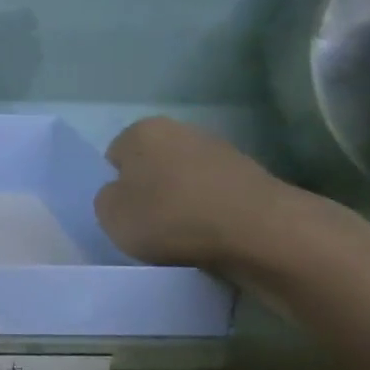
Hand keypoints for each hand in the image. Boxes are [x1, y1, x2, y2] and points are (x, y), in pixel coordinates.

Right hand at [93, 117, 304, 274]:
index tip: (127, 214)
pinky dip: (213, 216)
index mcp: (142, 131)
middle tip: (152, 227)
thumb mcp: (111, 216)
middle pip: (154, 166)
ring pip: (187, 182)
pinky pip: (217, 199)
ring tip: (186, 238)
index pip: (115, 156)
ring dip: (184, 205)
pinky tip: (214, 239)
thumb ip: (107, 200)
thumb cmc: (172, 217)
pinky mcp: (254, 178)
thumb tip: (124, 195)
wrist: (262, 233)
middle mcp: (182, 130)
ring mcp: (223, 151)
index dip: (118, 187)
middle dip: (153, 192)